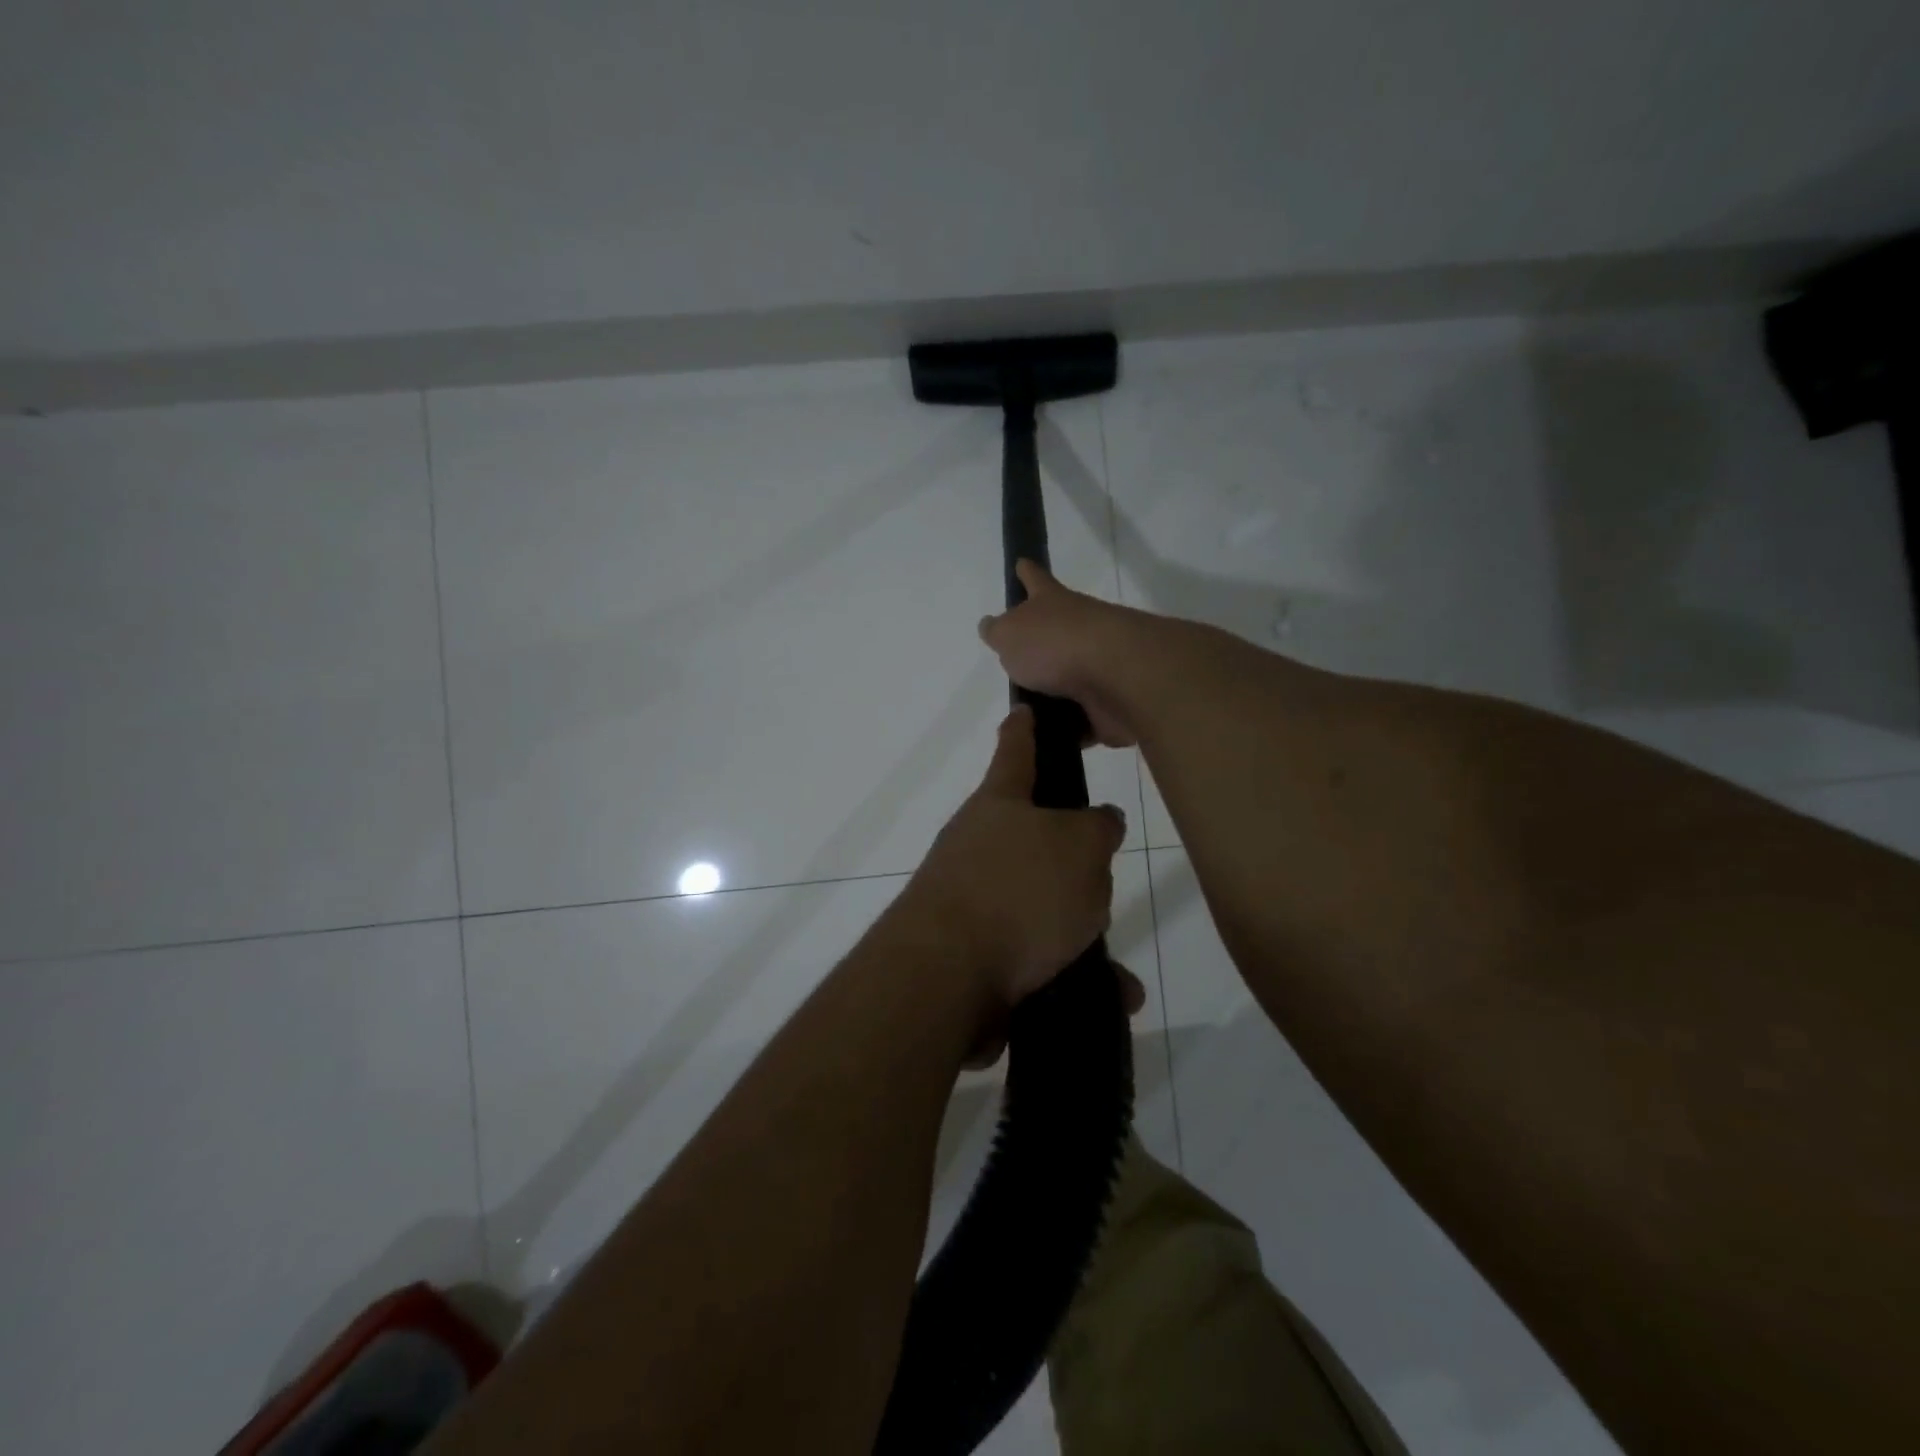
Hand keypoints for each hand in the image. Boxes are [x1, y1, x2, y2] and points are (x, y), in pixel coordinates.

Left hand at [902, 705, 1126, 1013]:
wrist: (945, 977)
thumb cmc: (1017, 891)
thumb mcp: (1079, 847)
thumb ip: (1097, 829)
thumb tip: (1099, 823)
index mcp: (999, 805)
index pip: (1015, 751)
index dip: (1024, 729)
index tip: (1023, 710)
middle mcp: (977, 847)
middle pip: (1033, 840)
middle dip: (1071, 861)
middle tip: (1101, 879)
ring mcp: (971, 902)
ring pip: (1041, 909)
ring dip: (1081, 934)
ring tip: (1116, 967)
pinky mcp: (973, 956)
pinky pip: (1036, 960)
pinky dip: (1072, 976)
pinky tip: (1111, 998)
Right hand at [977, 561, 1141, 747]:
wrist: (1118, 678)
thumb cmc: (1056, 645)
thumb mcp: (1010, 634)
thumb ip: (998, 632)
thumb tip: (991, 626)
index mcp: (1052, 604)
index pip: (1035, 580)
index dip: (1026, 573)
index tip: (1021, 563)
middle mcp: (1078, 629)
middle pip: (1054, 634)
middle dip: (1037, 647)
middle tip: (1014, 665)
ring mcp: (1098, 666)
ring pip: (1067, 680)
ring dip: (1050, 696)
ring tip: (1022, 716)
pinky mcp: (1108, 703)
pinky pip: (1081, 719)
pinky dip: (1067, 730)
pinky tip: (1046, 741)